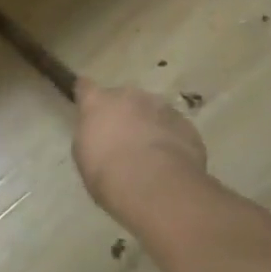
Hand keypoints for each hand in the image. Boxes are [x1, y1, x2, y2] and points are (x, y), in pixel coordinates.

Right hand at [73, 80, 207, 219]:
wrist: (154, 185)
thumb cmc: (107, 171)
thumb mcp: (84, 155)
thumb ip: (91, 134)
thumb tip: (100, 133)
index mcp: (98, 101)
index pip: (85, 87)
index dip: (87, 94)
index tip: (87, 102)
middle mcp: (129, 96)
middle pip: (124, 99)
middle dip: (124, 114)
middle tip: (123, 139)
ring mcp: (161, 107)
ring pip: (152, 112)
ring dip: (149, 125)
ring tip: (149, 154)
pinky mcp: (186, 125)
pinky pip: (174, 129)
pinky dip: (170, 139)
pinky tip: (169, 163)